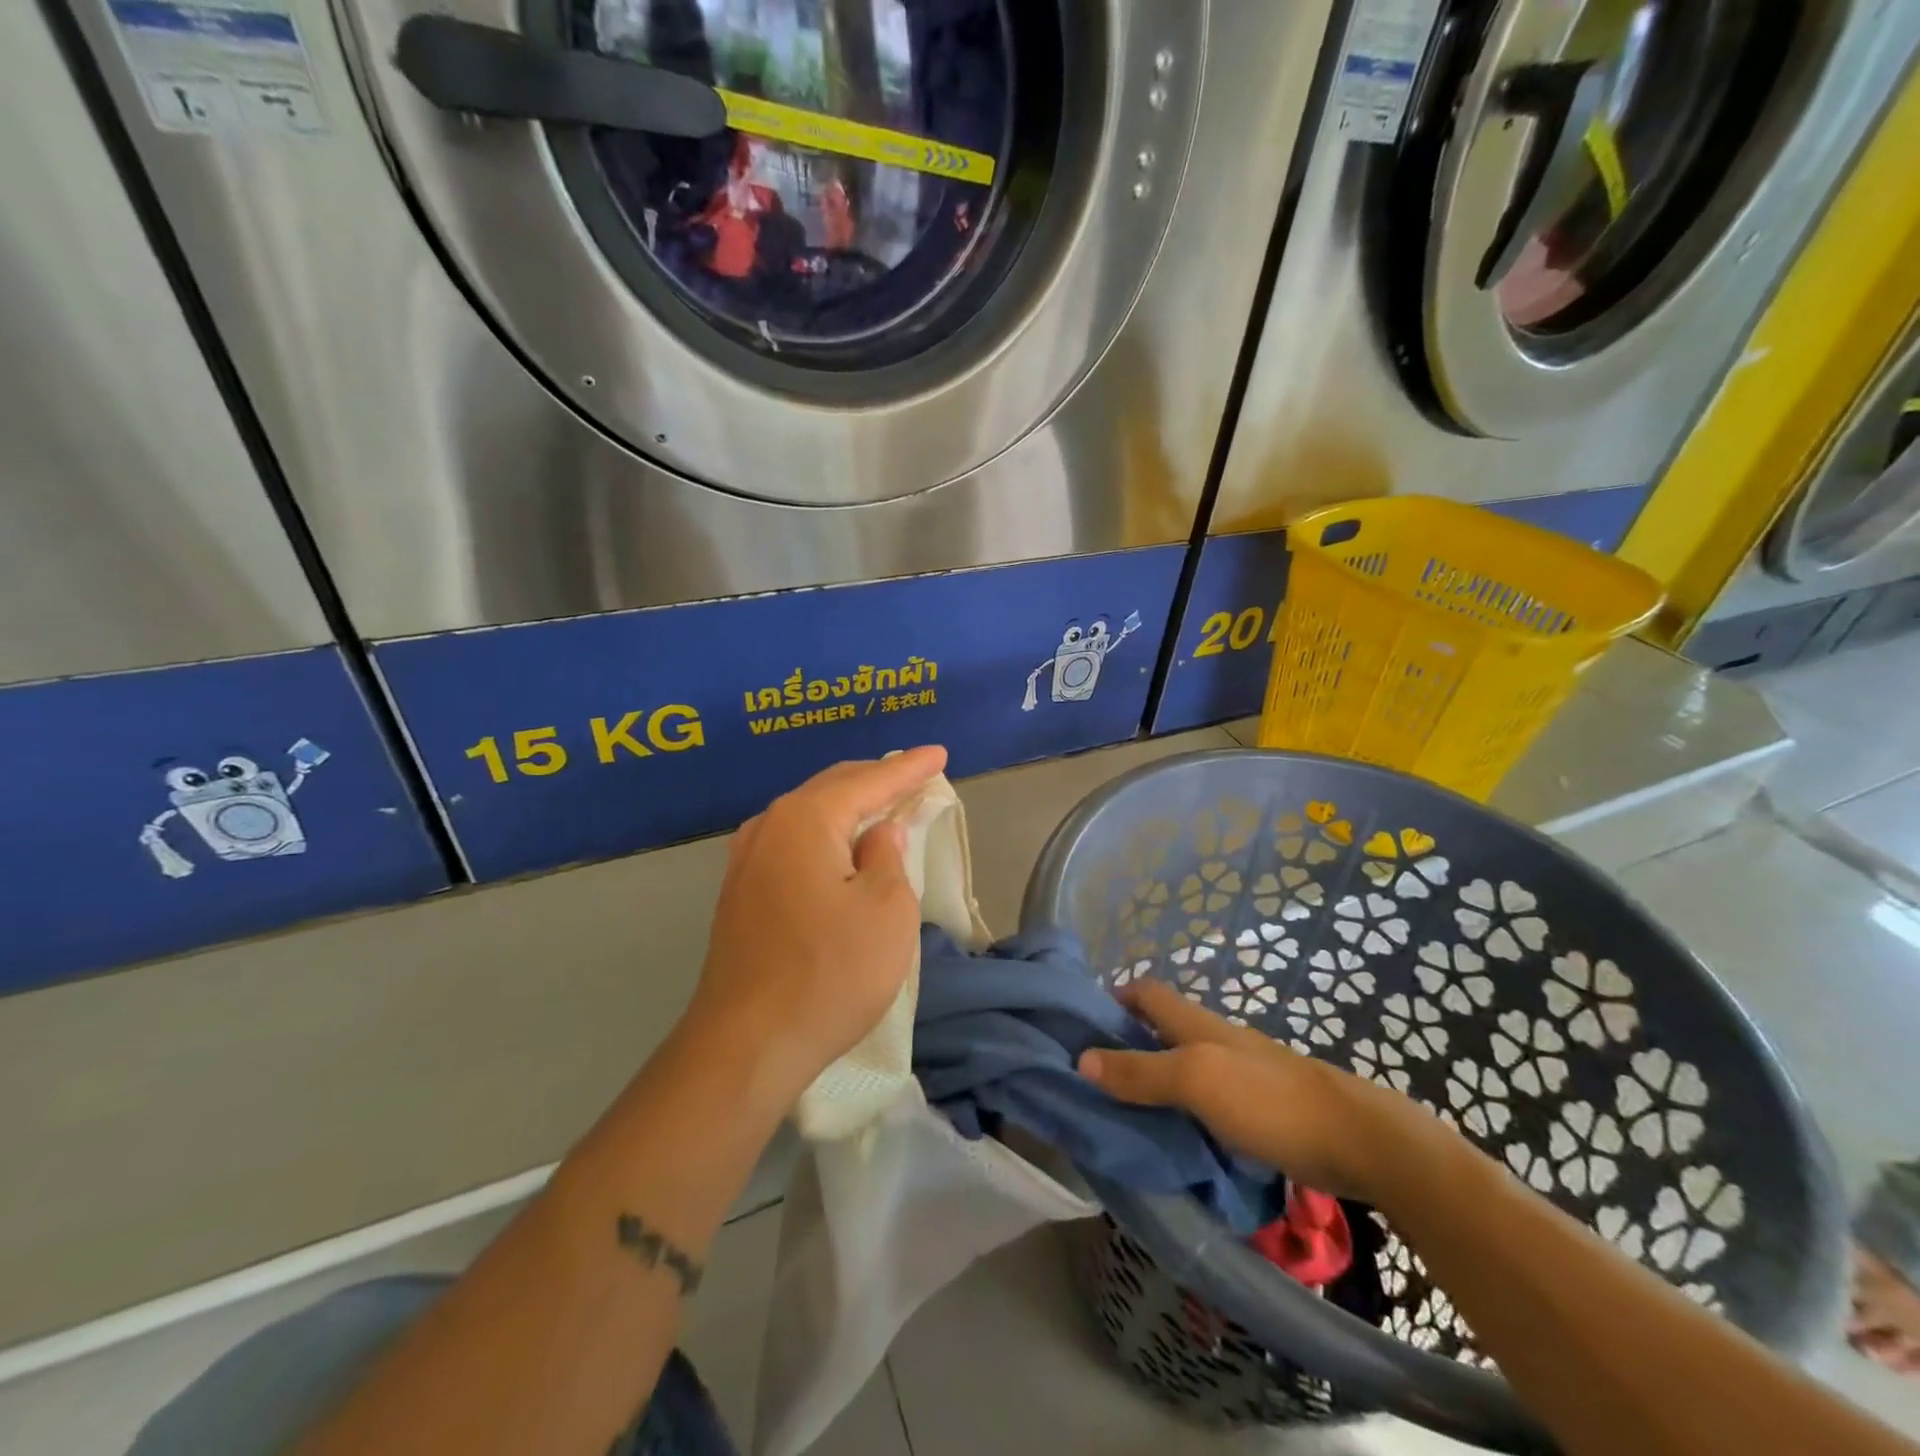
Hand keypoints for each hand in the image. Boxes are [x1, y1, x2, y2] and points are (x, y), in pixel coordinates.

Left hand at [682, 747, 946, 1113]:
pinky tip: (840, 847)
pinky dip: (826, 835)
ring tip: (882, 804)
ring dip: (848, 806)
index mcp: (805, 819)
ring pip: (809, 815)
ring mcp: (746, 861)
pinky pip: (793, 843)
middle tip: (914, 774)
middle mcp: (768, 826)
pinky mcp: (740, 893)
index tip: (939, 753)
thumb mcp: (886, 911)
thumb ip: (888, 857)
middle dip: (876, 779)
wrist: (745, 1045)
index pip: (869, 780)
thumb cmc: (829, 973)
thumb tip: (878, 833)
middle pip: (832, 788)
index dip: (909, 768)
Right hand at [1078, 980, 1450, 1203]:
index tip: (1081, 1024)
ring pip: (1184, 1065)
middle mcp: (1216, 1040)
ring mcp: (1241, 1075)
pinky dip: (1182, 1109)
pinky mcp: (1259, 1110)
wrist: (1360, 1141)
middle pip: (1162, 1028)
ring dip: (1154, 1079)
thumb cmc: (1270, 1100)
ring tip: (1122, 1111)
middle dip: (1128, 1042)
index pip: (1147, 992)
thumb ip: (1141, 1071)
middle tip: (1092, 1076)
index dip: (1115, 998)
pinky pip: (1206, 1100)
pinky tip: (1173, 1136)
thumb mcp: (1197, 1080)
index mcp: (1198, 1024)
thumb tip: (1082, 1059)